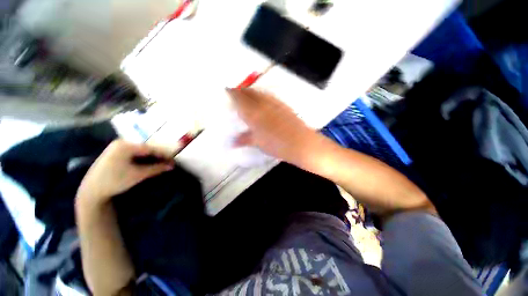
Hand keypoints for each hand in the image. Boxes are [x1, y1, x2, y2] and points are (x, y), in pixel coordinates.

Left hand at [76, 140, 174, 206]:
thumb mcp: (138, 174)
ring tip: (161, 163)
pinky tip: (148, 162)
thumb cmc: (115, 181)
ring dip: (151, 157)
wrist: (91, 191)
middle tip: (168, 162)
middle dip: (158, 155)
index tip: (173, 161)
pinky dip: (143, 158)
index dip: (164, 155)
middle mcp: (121, 142)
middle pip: (146, 148)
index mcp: (126, 145)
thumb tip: (172, 166)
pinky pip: (134, 153)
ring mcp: (117, 147)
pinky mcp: (115, 152)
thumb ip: (156, 168)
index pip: (151, 148)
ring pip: (140, 150)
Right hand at [226, 88, 323, 166]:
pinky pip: (269, 95)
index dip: (231, 92)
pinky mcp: (283, 104)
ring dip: (251, 92)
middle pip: (248, 91)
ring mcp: (274, 102)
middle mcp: (262, 103)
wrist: (300, 143)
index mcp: (252, 112)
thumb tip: (233, 142)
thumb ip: (244, 139)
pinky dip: (262, 95)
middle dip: (240, 90)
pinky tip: (263, 102)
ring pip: (258, 91)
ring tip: (248, 96)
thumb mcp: (258, 142)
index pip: (238, 97)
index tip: (227, 92)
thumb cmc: (276, 144)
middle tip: (236, 94)